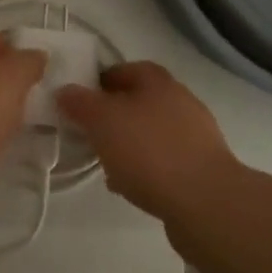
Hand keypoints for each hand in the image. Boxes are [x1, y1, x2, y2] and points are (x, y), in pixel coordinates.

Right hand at [56, 62, 237, 222]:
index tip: (79, 100)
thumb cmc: (149, 151)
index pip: (124, 69)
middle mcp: (180, 101)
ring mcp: (195, 136)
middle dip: (113, 116)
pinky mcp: (201, 168)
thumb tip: (65, 90)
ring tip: (105, 164)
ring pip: (151, 133)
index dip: (99, 81)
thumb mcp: (102, 121)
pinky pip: (164, 161)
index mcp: (158, 81)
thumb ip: (80, 103)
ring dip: (129, 144)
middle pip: (139, 101)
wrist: (206, 203)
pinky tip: (129, 186)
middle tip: (89, 133)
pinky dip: (145, 168)